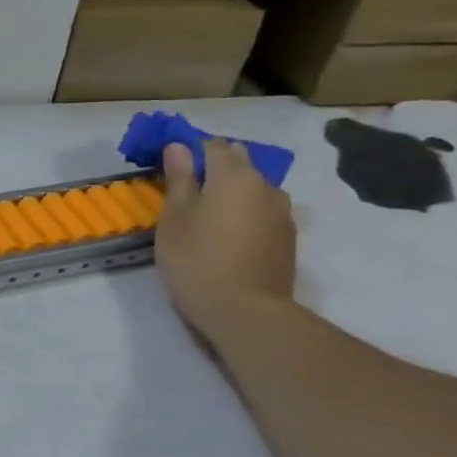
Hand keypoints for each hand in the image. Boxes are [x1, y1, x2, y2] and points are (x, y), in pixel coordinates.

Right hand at [155, 139, 296, 338]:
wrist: (245, 311)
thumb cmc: (197, 259)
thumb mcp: (175, 218)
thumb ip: (179, 178)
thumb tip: (178, 146)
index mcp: (234, 175)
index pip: (212, 145)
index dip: (189, 149)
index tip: (169, 165)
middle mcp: (265, 185)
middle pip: (238, 161)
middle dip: (213, 166)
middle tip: (185, 189)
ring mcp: (282, 211)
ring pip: (253, 187)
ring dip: (231, 191)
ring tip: (207, 213)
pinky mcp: (287, 236)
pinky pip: (262, 210)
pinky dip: (244, 211)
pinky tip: (227, 234)